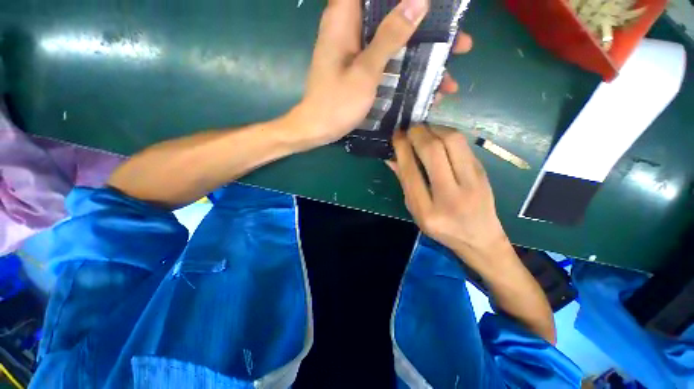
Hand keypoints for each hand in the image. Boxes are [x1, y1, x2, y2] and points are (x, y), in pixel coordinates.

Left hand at [291, 0, 472, 148]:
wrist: (318, 129)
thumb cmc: (337, 103)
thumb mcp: (365, 72)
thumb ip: (389, 37)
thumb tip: (419, 1)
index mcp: (345, 19)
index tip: (432, 6)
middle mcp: (352, 29)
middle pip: (393, 15)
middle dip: (426, 27)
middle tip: (458, 42)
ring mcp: (358, 52)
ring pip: (395, 42)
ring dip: (422, 55)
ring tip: (449, 75)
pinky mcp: (361, 69)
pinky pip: (388, 63)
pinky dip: (406, 73)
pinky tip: (426, 91)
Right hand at [387, 125, 511, 265]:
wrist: (480, 238)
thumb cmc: (442, 228)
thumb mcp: (416, 211)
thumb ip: (404, 184)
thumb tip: (391, 157)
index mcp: (428, 211)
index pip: (411, 172)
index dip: (402, 148)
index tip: (396, 136)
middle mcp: (451, 196)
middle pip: (433, 151)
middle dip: (417, 133)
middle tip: (409, 129)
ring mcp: (472, 183)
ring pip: (453, 141)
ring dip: (434, 129)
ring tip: (424, 130)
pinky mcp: (483, 172)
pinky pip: (463, 145)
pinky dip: (447, 134)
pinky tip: (439, 136)